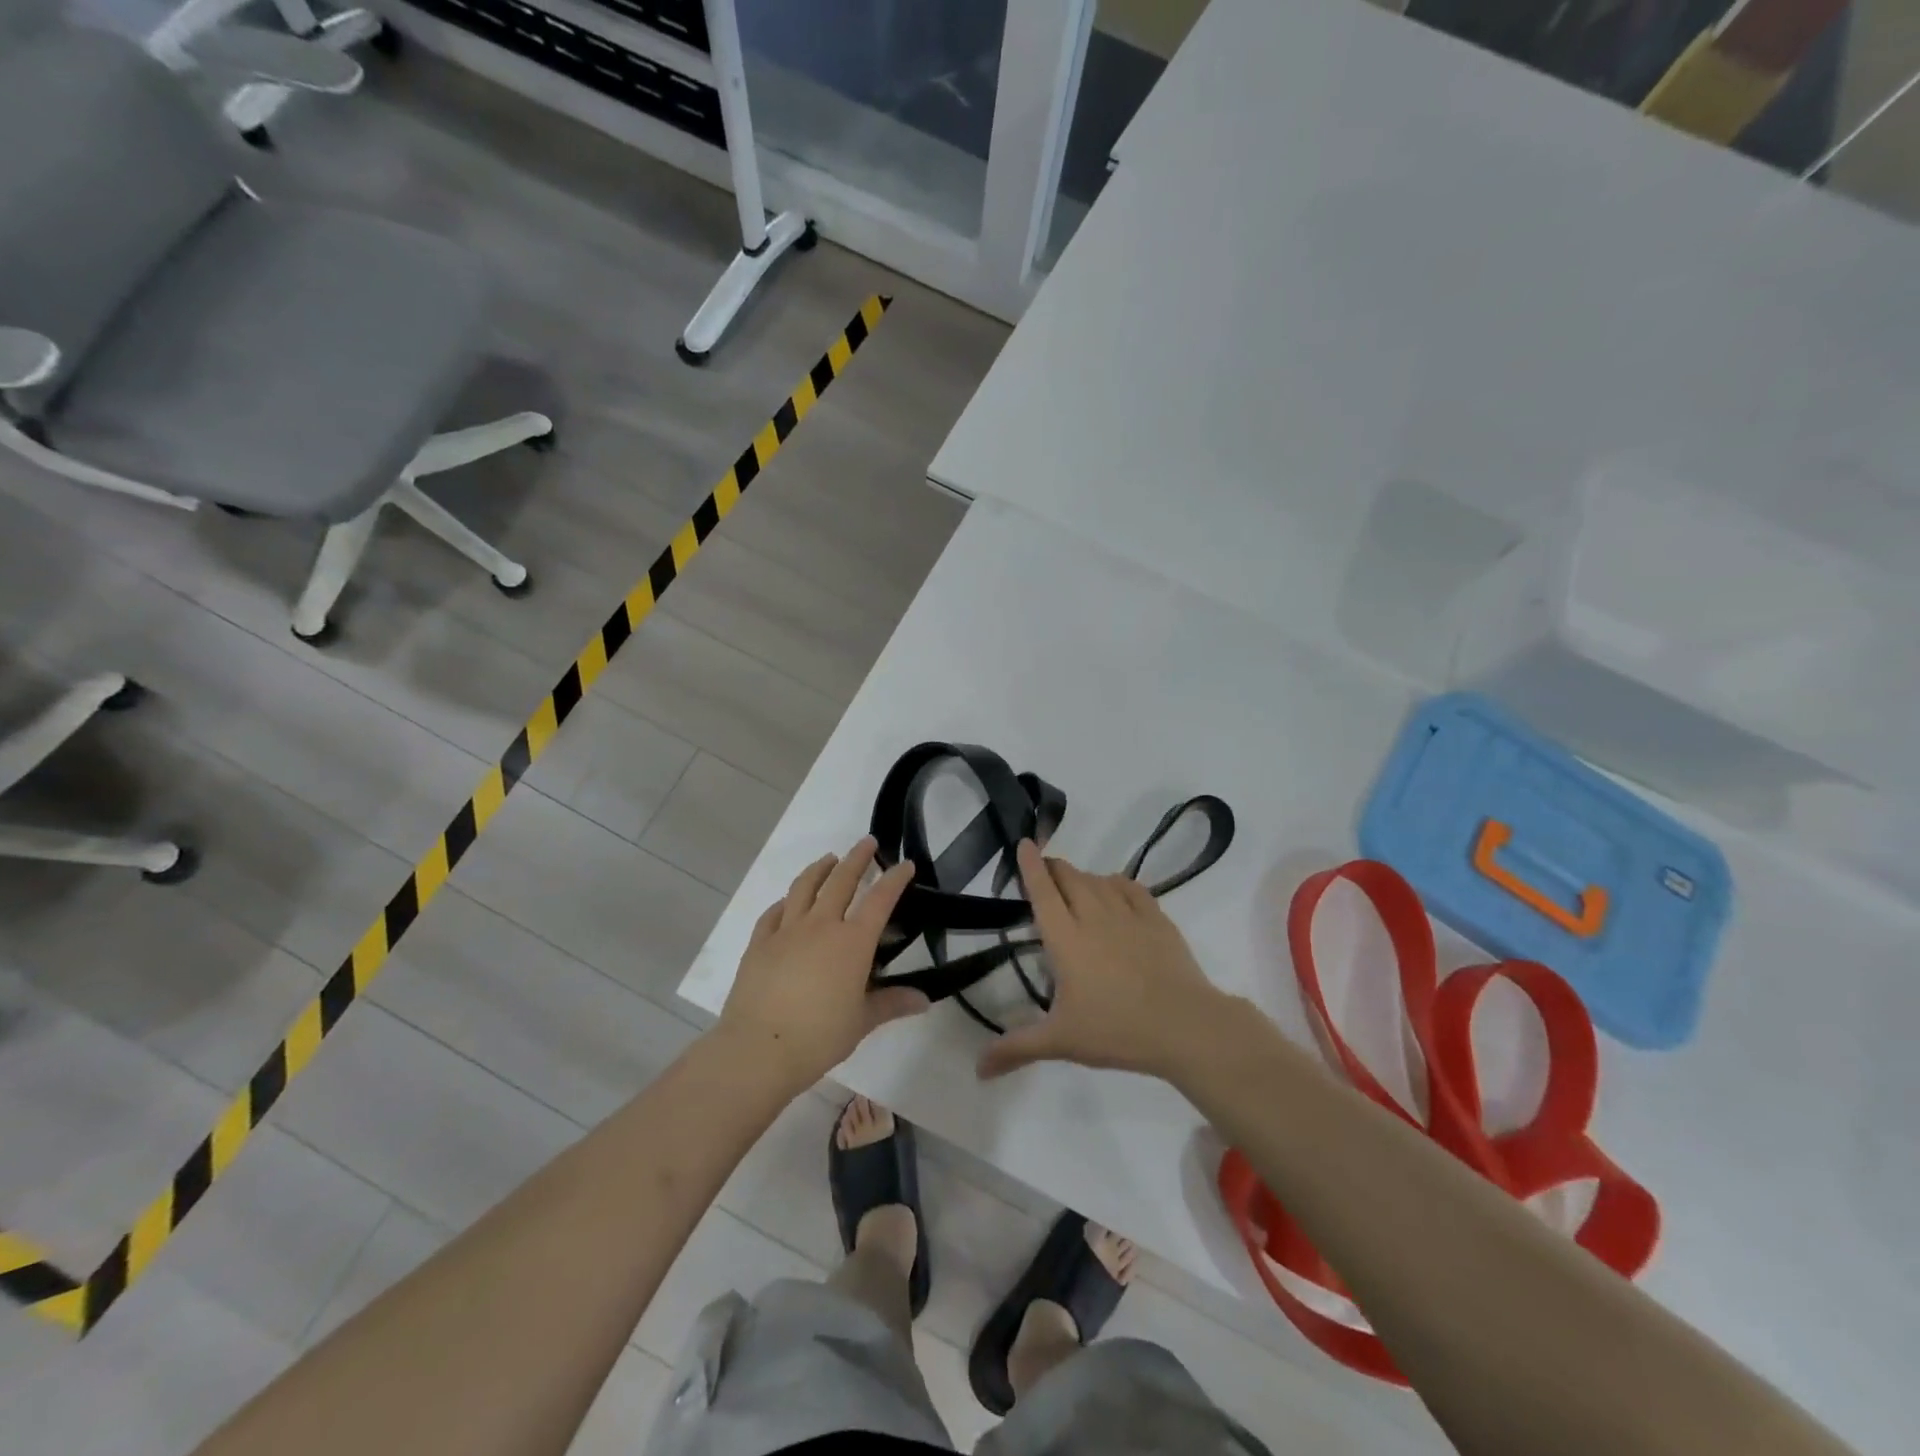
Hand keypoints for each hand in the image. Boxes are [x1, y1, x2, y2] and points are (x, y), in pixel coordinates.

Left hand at [719, 838, 925, 1089]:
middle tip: (867, 843)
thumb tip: (924, 1000)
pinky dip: (785, 900)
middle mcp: (821, 925)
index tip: (905, 864)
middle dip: (857, 858)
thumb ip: (892, 1003)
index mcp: (852, 942)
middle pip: (841, 881)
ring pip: (805, 887)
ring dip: (820, 869)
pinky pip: (774, 912)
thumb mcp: (862, 1021)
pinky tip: (788, 901)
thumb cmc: (819, 1036)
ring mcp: (787, 930)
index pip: (880, 900)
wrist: (758, 1049)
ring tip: (829, 860)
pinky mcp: (759, 942)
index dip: (895, 879)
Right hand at [977, 840, 1233, 1081]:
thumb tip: (976, 1070)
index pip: (1042, 891)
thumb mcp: (1061, 1041)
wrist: (1184, 1025)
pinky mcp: (1157, 919)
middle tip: (1045, 873)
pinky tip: (1114, 890)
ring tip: (1076, 886)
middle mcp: (1094, 916)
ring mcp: (1128, 914)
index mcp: (1066, 938)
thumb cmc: (1116, 1030)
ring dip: (1082, 877)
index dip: (1031, 865)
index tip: (1024, 843)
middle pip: (1070, 877)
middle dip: (1054, 868)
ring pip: (1098, 879)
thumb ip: (1016, 1048)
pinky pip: (1131, 887)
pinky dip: (1116, 883)